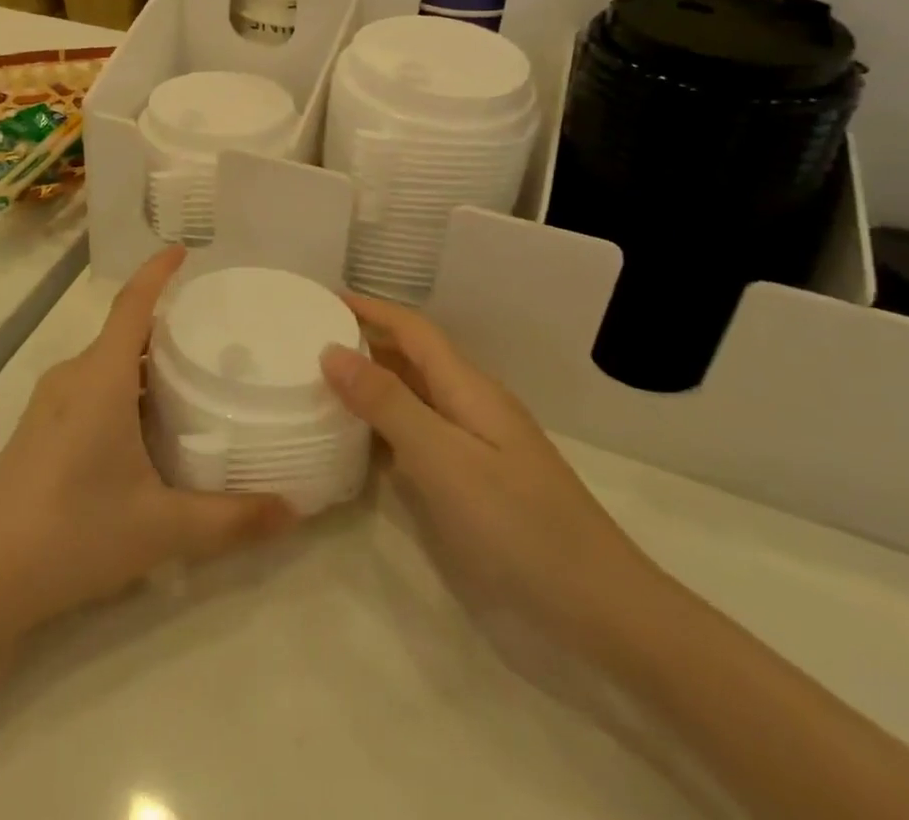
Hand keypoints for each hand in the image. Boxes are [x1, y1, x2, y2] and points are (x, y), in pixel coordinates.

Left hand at [0, 247, 295, 640]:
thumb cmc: (75, 533)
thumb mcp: (162, 528)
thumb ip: (231, 519)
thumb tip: (293, 512)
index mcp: (102, 378)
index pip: (132, 304)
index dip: (157, 272)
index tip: (184, 251)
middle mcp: (74, 376)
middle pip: (124, 332)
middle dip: (165, 325)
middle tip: (214, 335)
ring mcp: (50, 402)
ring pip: (106, 363)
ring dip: (144, 363)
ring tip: (190, 380)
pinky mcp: (39, 427)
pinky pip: (90, 386)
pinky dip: (123, 387)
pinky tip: (145, 428)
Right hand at [321, 295, 665, 656]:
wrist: (601, 609)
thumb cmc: (519, 525)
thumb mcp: (444, 459)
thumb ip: (387, 403)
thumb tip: (332, 350)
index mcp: (468, 387)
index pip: (412, 330)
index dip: (369, 309)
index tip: (321, 298)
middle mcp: (471, 405)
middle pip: (412, 358)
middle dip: (365, 342)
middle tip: (308, 342)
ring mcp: (477, 445)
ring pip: (415, 397)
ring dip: (373, 384)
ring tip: (322, 385)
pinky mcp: (476, 481)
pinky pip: (421, 435)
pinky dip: (386, 428)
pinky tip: (359, 444)